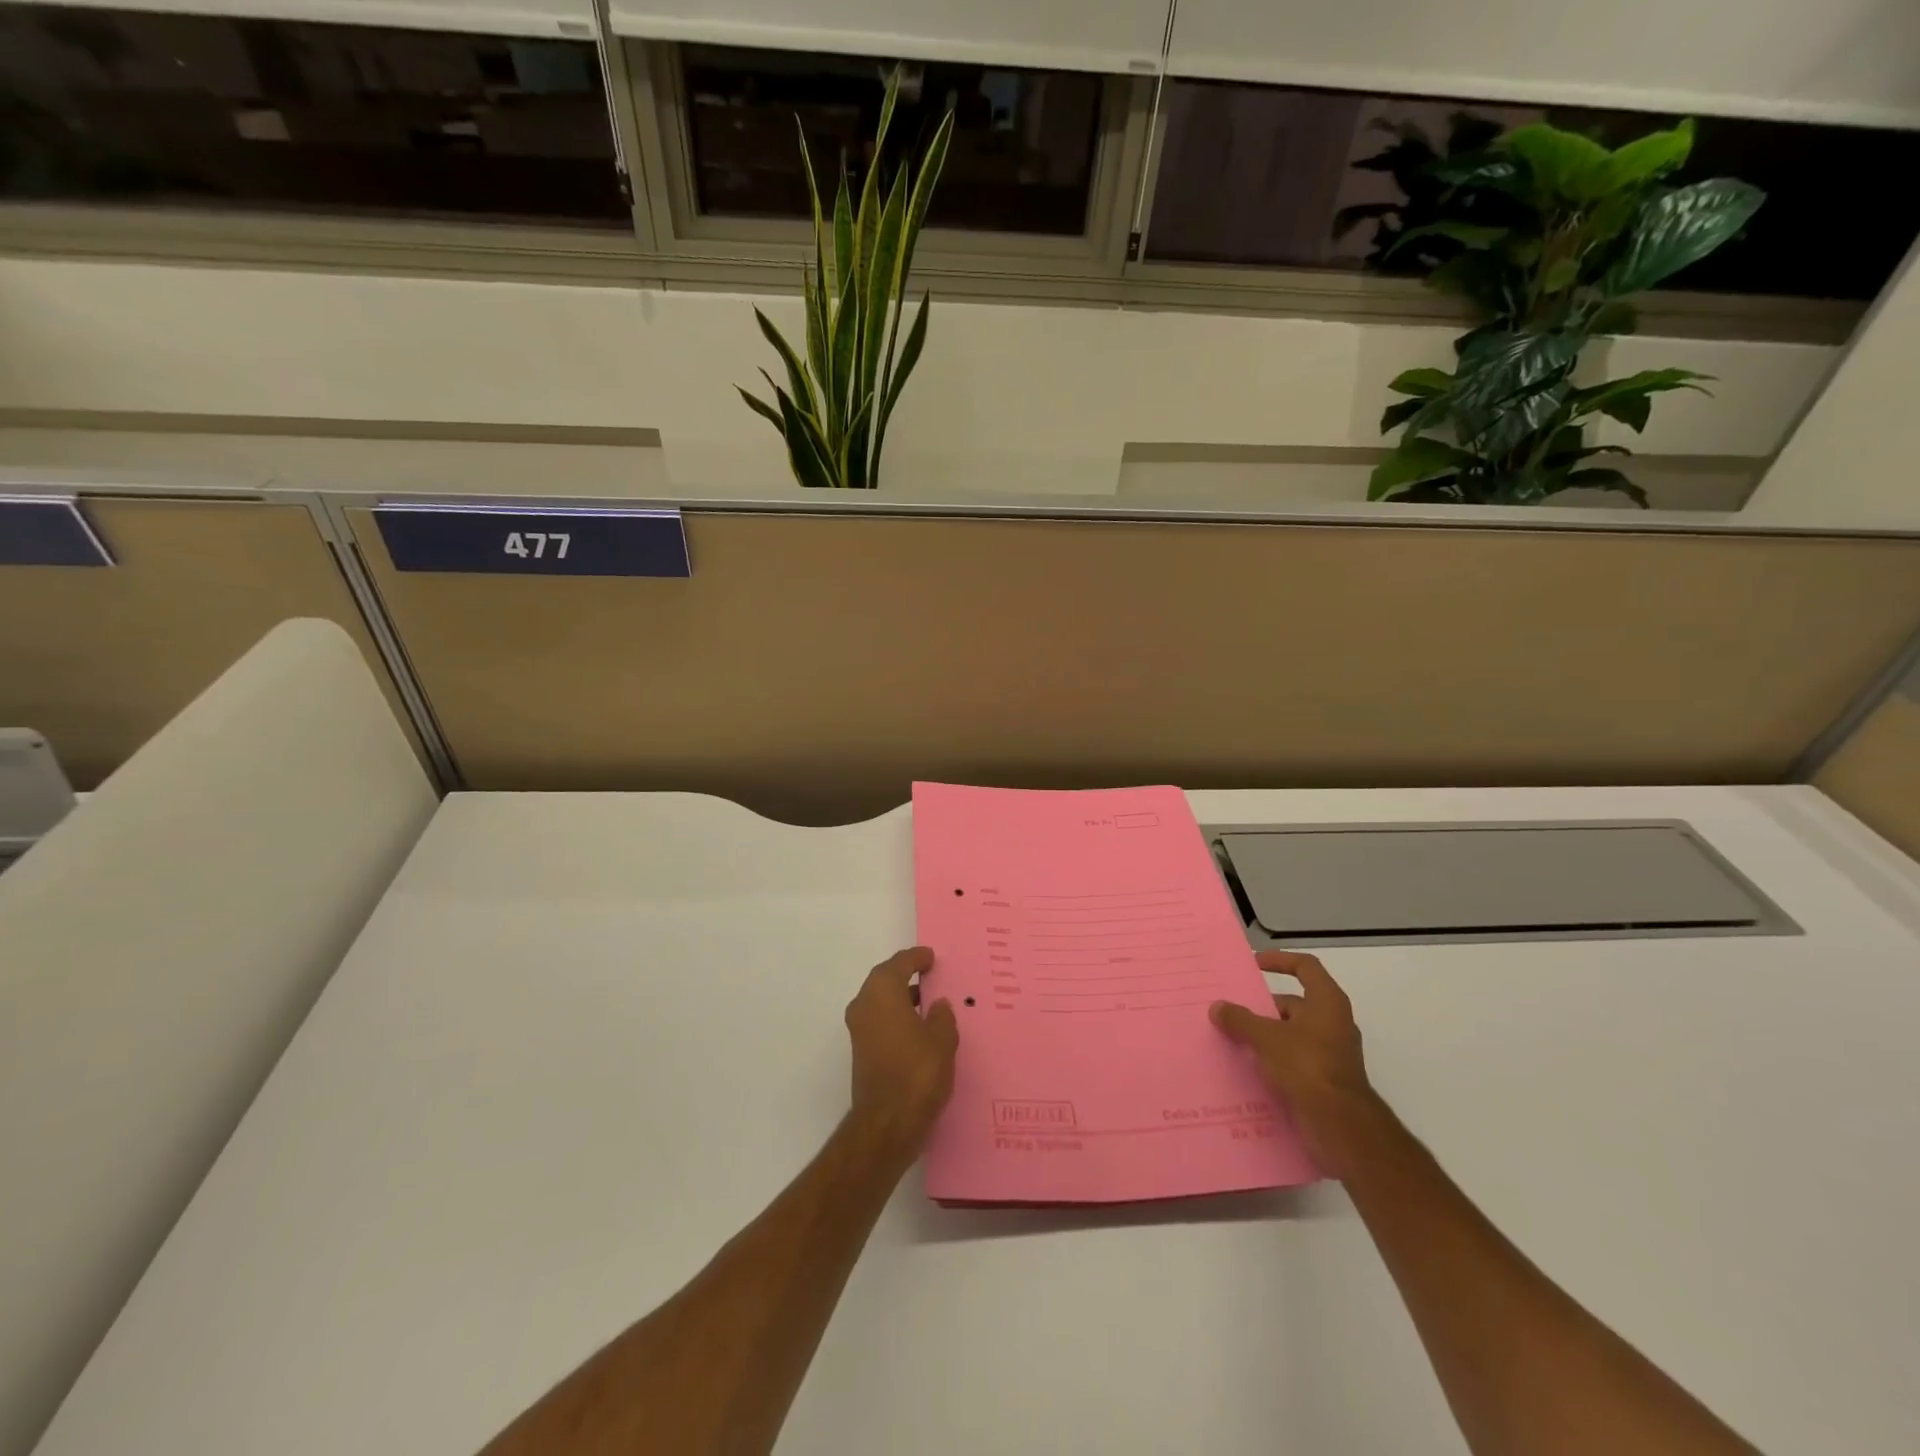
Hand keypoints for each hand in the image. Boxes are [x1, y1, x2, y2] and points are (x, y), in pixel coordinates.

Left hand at [845, 947, 958, 1156]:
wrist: (887, 1124)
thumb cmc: (917, 1072)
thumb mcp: (942, 1039)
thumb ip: (942, 1016)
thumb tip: (938, 1005)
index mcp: (882, 991)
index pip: (900, 963)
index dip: (916, 958)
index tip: (931, 957)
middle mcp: (864, 1004)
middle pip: (886, 980)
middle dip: (907, 976)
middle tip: (931, 975)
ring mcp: (859, 1030)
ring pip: (882, 1002)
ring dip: (902, 998)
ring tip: (930, 1002)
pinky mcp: (861, 1052)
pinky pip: (881, 1021)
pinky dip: (897, 1018)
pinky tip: (919, 1029)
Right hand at [1211, 951, 1381, 1176]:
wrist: (1341, 1127)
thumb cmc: (1307, 1067)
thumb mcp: (1266, 1037)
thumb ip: (1240, 1019)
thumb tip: (1217, 1007)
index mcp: (1327, 1003)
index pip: (1306, 967)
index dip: (1280, 960)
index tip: (1254, 964)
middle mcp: (1333, 1023)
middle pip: (1294, 1003)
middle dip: (1263, 1006)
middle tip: (1232, 1010)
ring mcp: (1331, 1053)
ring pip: (1291, 1033)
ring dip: (1265, 1034)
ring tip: (1233, 1038)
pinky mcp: (1324, 1080)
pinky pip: (1293, 1059)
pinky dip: (1272, 1059)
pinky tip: (1247, 1067)